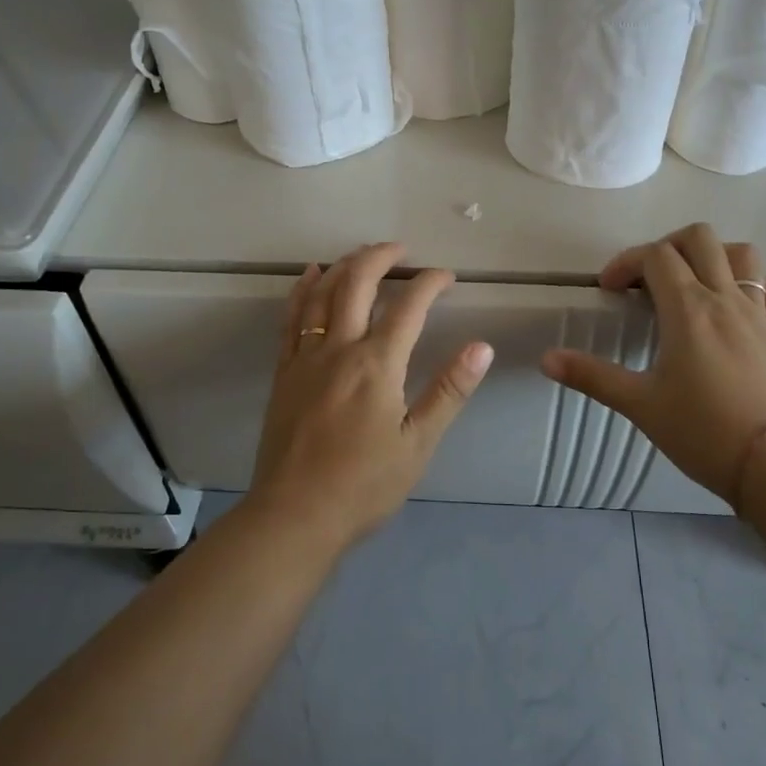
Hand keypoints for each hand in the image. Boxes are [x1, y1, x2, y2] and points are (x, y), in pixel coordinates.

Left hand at [250, 242, 493, 548]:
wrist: (294, 516)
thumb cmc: (364, 485)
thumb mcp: (418, 443)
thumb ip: (449, 391)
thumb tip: (482, 347)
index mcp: (377, 365)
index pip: (409, 306)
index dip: (430, 283)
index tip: (447, 276)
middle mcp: (339, 349)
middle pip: (357, 284)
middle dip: (381, 257)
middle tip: (401, 249)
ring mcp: (305, 358)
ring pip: (321, 294)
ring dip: (343, 266)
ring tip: (362, 253)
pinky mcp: (284, 373)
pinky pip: (292, 318)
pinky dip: (303, 290)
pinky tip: (310, 276)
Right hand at [540, 223, 765, 505]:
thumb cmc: (699, 431)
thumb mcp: (638, 403)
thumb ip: (591, 376)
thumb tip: (546, 359)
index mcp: (688, 309)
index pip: (655, 256)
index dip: (626, 262)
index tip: (609, 291)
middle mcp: (726, 299)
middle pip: (700, 238)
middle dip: (667, 246)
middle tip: (647, 280)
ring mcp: (760, 314)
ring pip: (744, 254)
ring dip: (714, 256)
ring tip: (691, 283)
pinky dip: (757, 286)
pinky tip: (739, 305)